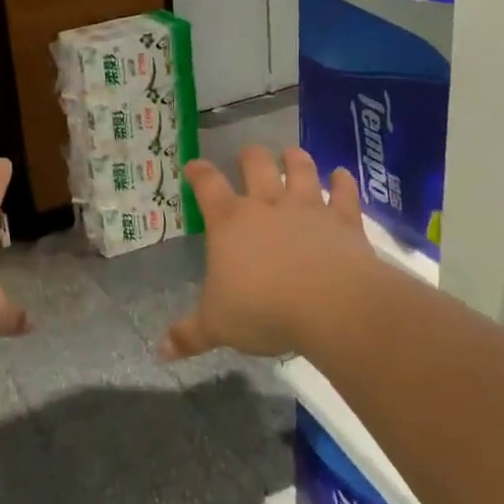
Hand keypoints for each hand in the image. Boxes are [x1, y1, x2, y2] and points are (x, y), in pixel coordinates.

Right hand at [159, 146, 374, 361]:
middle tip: (247, 153)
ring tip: (291, 152)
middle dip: (250, 157)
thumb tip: (159, 350)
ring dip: (295, 159)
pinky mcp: (344, 221)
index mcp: (230, 222)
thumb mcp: (217, 326)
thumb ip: (189, 334)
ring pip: (300, 171)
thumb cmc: (263, 310)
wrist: (331, 305)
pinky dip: (344, 182)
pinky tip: (343, 174)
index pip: (208, 186)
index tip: (192, 166)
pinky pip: (344, 194)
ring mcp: (308, 209)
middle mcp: (267, 206)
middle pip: (256, 166)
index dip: (198, 172)